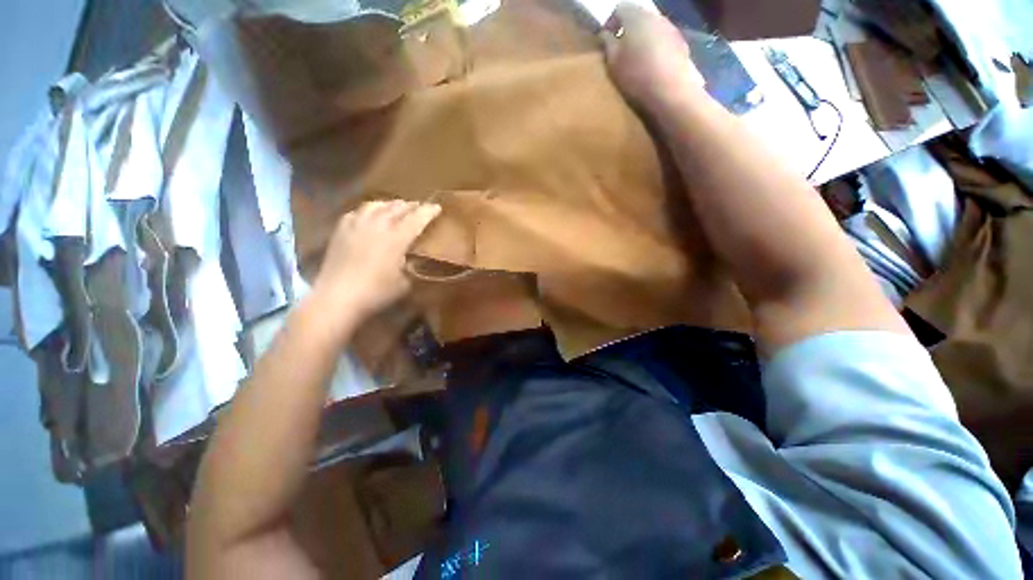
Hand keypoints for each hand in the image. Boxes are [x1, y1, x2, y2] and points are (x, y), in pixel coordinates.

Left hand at [312, 200, 440, 321]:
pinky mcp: (341, 230)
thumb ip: (411, 267)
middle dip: (411, 205)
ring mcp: (357, 225)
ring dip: (390, 204)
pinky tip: (369, 215)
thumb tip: (412, 261)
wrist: (338, 297)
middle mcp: (378, 225)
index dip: (428, 211)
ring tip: (395, 206)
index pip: (417, 218)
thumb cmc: (376, 292)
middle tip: (419, 207)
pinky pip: (357, 212)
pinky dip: (368, 211)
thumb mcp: (404, 283)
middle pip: (397, 207)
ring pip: (376, 205)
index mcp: (397, 237)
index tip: (437, 207)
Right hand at [601, 3, 704, 108]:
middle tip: (621, 51)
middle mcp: (655, 16)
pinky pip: (664, 41)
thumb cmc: (636, 76)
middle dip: (628, 31)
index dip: (611, 23)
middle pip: (638, 17)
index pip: (619, 9)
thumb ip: (608, 44)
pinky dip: (656, 50)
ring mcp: (671, 29)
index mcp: (635, 16)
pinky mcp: (682, 45)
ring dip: (643, 40)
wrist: (670, 92)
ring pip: (652, 29)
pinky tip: (652, 68)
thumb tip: (606, 34)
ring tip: (637, 61)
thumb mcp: (613, 62)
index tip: (606, 40)